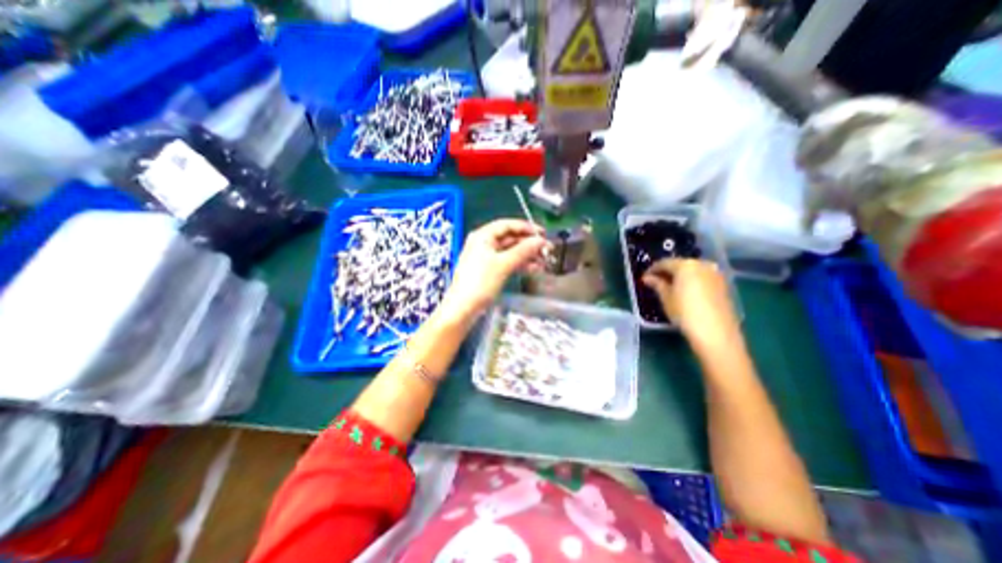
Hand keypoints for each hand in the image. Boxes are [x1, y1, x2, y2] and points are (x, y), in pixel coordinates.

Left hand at [440, 220, 547, 325]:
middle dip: (529, 244)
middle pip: (510, 238)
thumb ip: (523, 251)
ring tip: (542, 261)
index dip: (527, 228)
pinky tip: (532, 268)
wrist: (464, 307)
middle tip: (545, 249)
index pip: (508, 224)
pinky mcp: (489, 269)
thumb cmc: (478, 284)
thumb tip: (540, 241)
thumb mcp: (504, 264)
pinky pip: (508, 261)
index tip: (542, 233)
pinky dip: (520, 263)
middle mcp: (483, 244)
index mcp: (482, 236)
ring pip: (511, 251)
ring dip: (527, 255)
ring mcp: (486, 257)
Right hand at [642, 258, 741, 350]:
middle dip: (667, 272)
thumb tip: (648, 278)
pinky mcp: (723, 285)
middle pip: (680, 264)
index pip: (664, 263)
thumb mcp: (666, 298)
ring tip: (670, 287)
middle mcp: (702, 265)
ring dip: (680, 276)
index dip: (652, 269)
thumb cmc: (685, 313)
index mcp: (685, 265)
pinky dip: (692, 281)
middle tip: (656, 281)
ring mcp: (715, 274)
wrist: (716, 333)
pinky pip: (702, 278)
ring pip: (692, 271)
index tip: (645, 278)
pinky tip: (685, 292)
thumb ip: (657, 284)